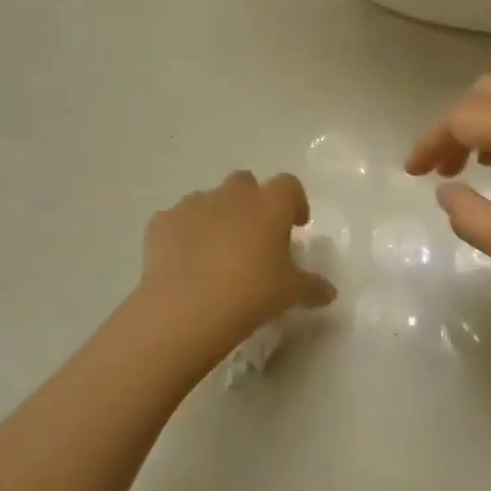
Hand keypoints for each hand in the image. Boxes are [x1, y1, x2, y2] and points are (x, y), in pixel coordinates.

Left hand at [138, 172, 336, 353]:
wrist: (187, 307)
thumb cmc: (252, 292)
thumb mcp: (291, 293)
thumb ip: (312, 287)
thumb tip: (328, 292)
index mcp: (269, 205)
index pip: (289, 185)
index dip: (294, 202)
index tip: (295, 225)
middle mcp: (232, 195)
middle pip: (245, 183)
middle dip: (251, 203)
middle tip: (255, 236)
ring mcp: (193, 205)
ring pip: (209, 199)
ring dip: (217, 217)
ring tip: (217, 253)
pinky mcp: (161, 222)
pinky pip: (177, 221)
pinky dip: (184, 234)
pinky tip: (186, 263)